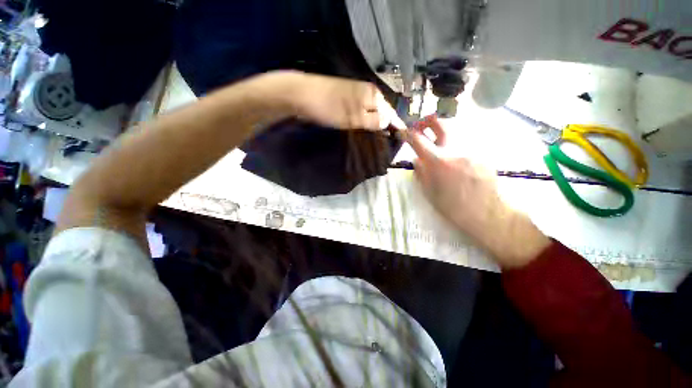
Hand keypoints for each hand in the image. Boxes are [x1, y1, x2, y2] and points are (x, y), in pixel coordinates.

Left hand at [267, 71, 404, 130]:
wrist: (302, 94)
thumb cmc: (329, 107)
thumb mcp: (354, 117)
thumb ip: (373, 120)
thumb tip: (389, 123)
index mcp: (373, 95)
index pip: (391, 113)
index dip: (396, 126)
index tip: (402, 138)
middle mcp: (368, 92)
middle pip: (382, 112)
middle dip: (386, 126)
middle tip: (388, 142)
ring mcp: (356, 94)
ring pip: (372, 111)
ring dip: (375, 124)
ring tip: (378, 139)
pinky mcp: (347, 98)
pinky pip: (362, 111)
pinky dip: (365, 121)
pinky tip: (364, 129)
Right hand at [406, 115, 549, 268]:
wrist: (486, 213)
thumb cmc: (452, 206)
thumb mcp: (428, 191)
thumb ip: (420, 172)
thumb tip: (417, 159)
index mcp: (438, 160)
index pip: (418, 139)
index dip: (407, 133)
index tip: (402, 132)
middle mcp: (455, 148)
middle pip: (440, 122)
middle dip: (426, 121)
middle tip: (420, 128)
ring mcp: (471, 149)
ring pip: (454, 130)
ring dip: (441, 133)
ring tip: (437, 145)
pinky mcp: (481, 153)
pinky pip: (464, 142)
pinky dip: (454, 145)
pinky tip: (455, 159)